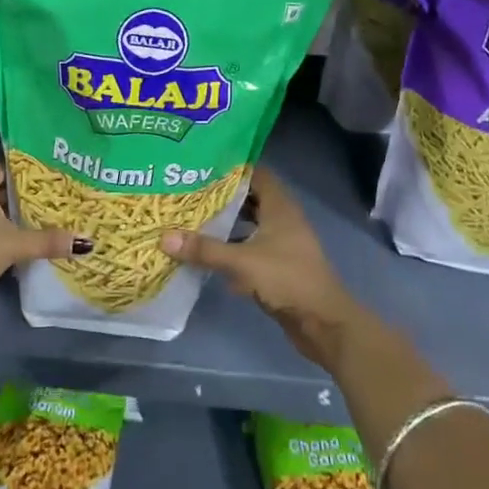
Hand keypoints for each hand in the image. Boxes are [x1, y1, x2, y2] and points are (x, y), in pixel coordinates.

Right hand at [161, 167, 369, 368]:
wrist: (323, 323)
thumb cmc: (288, 280)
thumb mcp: (243, 262)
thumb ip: (205, 249)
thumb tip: (164, 237)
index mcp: (280, 207)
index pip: (256, 174)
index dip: (232, 168)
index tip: (202, 165)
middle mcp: (282, 219)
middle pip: (250, 199)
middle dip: (222, 196)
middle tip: (189, 191)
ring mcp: (281, 244)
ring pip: (249, 224)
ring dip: (226, 223)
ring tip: (192, 217)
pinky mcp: (277, 266)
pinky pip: (250, 248)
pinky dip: (231, 247)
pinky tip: (207, 252)